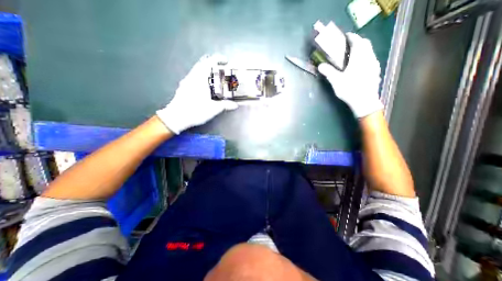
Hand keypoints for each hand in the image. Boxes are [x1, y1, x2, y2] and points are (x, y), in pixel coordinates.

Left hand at [156, 55, 237, 134]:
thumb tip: (235, 105)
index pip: (209, 62)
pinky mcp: (183, 87)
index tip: (226, 61)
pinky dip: (202, 78)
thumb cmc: (196, 111)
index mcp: (199, 78)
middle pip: (202, 64)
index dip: (218, 59)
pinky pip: (194, 77)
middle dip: (213, 65)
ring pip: (197, 71)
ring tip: (215, 79)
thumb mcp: (213, 109)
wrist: (176, 117)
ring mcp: (186, 82)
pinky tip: (206, 87)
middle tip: (222, 70)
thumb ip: (225, 105)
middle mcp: (192, 77)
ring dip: (207, 72)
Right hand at [317, 33, 385, 117]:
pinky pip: (371, 59)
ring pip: (369, 51)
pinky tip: (359, 66)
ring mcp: (374, 64)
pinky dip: (365, 57)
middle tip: (348, 46)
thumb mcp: (336, 81)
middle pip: (365, 43)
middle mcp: (369, 57)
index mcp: (359, 57)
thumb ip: (328, 71)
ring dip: (361, 49)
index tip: (345, 36)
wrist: (364, 101)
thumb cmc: (349, 89)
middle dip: (357, 41)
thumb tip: (320, 66)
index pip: (357, 41)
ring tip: (352, 56)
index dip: (351, 37)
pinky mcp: (375, 71)